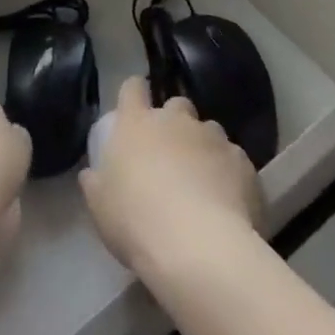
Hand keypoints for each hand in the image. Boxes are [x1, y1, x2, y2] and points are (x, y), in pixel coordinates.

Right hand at [81, 77, 263, 281]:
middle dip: (175, 122)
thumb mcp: (100, 208)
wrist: (198, 247)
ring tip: (203, 182)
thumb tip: (92, 173)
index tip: (135, 108)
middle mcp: (175, 120)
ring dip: (204, 147)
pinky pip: (234, 159)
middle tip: (171, 154)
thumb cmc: (137, 222)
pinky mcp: (242, 162)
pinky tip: (228, 202)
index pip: (132, 87)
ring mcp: (212, 137)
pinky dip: (230, 174)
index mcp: (136, 123)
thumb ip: (96, 183)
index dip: (134, 94)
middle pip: (177, 104)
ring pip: (209, 130)